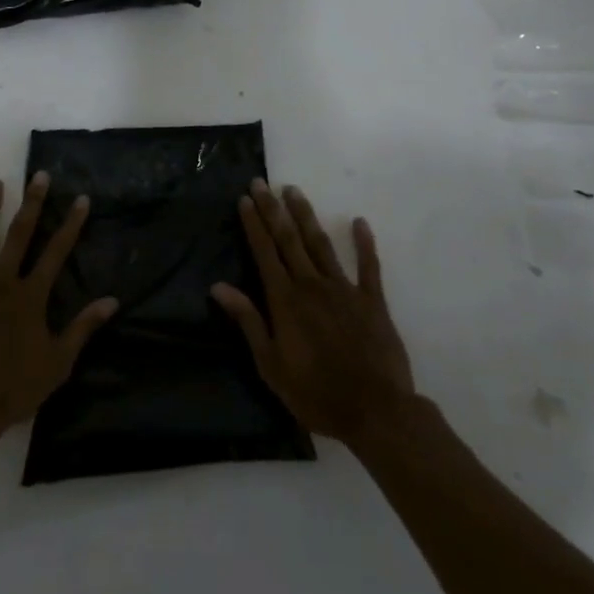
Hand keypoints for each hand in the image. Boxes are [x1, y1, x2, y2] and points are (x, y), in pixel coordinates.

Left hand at [0, 173, 117, 446]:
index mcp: (30, 296)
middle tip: (39, 175)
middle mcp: (2, 282)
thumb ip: (84, 328)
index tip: (80, 198)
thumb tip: (112, 301)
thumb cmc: (14, 387)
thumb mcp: (58, 362)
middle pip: (19, 235)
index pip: (56, 252)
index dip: (71, 224)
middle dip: (32, 203)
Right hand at [212, 180, 415, 446]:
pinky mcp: (373, 301)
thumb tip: (219, 287)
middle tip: (261, 182)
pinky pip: (369, 266)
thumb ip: (248, 321)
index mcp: (285, 301)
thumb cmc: (315, 393)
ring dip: (306, 216)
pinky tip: (360, 222)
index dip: (254, 224)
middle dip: (273, 210)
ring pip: (321, 244)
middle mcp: (312, 285)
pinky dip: (364, 243)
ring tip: (294, 191)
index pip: (265, 253)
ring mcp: (345, 290)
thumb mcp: (271, 364)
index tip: (245, 199)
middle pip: (289, 240)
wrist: (375, 411)